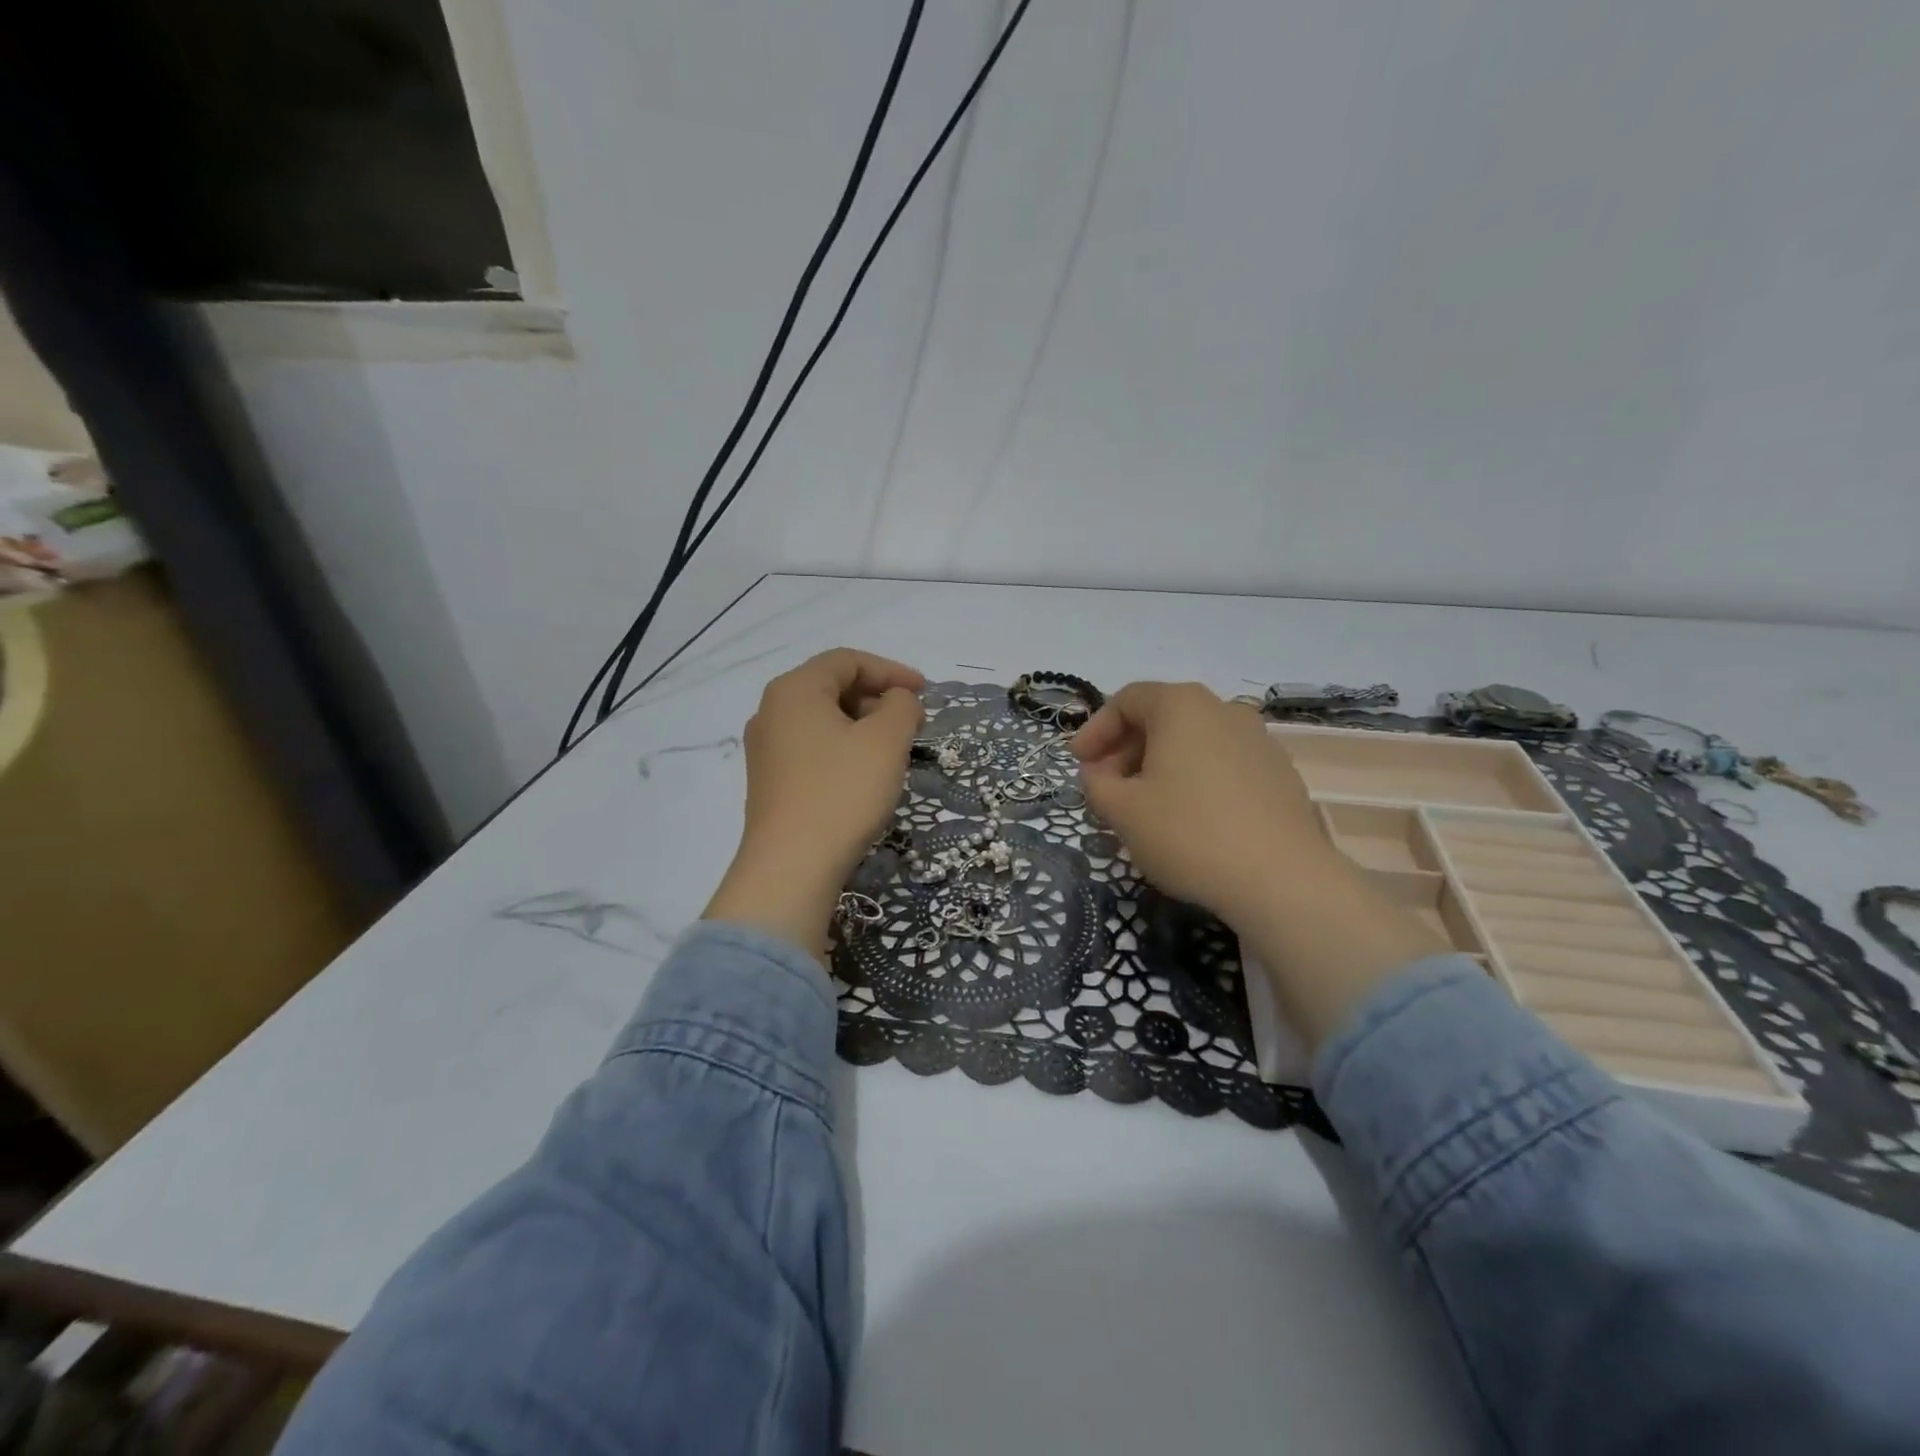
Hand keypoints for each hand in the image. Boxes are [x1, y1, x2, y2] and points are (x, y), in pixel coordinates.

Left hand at [704, 649, 924, 958]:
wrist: (792, 867)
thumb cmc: (842, 793)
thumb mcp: (885, 741)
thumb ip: (901, 706)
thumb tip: (897, 700)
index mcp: (794, 690)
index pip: (847, 661)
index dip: (891, 670)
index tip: (925, 693)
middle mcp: (771, 711)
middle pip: (831, 687)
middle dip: (877, 698)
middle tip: (912, 722)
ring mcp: (765, 749)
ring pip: (822, 720)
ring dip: (862, 725)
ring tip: (894, 749)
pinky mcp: (770, 782)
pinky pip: (812, 748)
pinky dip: (843, 748)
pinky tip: (865, 774)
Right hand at [1073, 682, 1441, 1047]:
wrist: (1281, 879)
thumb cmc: (1188, 833)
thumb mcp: (1122, 811)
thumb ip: (1096, 784)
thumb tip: (1100, 774)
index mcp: (1182, 706)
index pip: (1127, 700)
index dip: (1095, 730)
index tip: (1078, 763)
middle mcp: (1224, 710)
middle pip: (1162, 718)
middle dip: (1126, 750)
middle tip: (1106, 787)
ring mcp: (1259, 740)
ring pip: (1194, 742)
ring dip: (1160, 766)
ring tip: (1145, 807)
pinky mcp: (1280, 774)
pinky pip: (1223, 765)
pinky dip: (1195, 780)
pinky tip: (1189, 819)